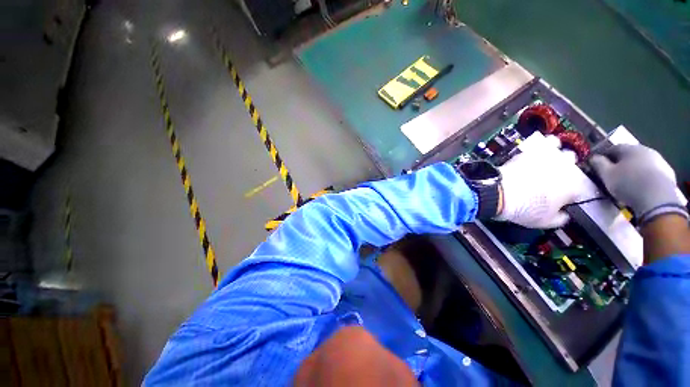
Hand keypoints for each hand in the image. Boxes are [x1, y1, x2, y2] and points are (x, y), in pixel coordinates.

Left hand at [495, 136, 588, 227]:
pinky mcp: (530, 149)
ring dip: (554, 153)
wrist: (499, 193)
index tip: (563, 195)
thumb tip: (565, 214)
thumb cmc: (524, 209)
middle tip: (552, 175)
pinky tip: (534, 152)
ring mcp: (548, 155)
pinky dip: (541, 146)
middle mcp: (566, 166)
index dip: (572, 191)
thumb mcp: (546, 222)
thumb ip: (561, 217)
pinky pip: (542, 142)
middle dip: (565, 167)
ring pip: (560, 148)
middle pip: (572, 162)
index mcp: (574, 185)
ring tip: (545, 160)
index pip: (582, 187)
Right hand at [590, 144, 687, 225]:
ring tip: (628, 183)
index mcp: (630, 148)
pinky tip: (641, 188)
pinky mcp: (667, 173)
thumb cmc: (628, 184)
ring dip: (634, 170)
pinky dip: (645, 178)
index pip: (613, 148)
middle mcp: (645, 150)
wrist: (658, 199)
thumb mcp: (606, 174)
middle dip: (621, 163)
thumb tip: (593, 157)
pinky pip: (652, 173)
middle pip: (630, 155)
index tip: (598, 165)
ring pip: (642, 163)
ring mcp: (659, 161)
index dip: (604, 156)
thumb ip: (598, 164)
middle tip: (613, 175)